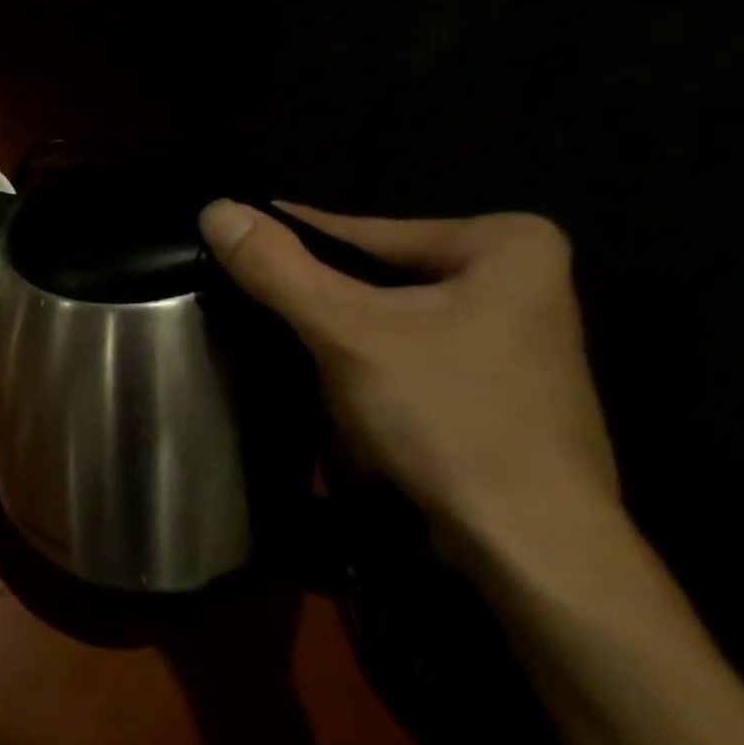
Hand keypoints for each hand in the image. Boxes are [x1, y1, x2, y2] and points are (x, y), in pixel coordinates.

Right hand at [199, 201, 618, 548]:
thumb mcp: (348, 332)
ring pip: (386, 318)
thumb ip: (279, 269)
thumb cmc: (446, 415)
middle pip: (375, 277)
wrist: (528, 537)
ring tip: (270, 344)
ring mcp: (508, 333)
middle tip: (239, 305)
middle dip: (312, 301)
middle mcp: (515, 276)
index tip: (225, 245)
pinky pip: (404, 352)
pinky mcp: (491, 381)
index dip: (286, 243)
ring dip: (331, 336)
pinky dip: (362, 364)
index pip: (361, 232)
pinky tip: (326, 385)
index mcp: (503, 241)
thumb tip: (215, 207)